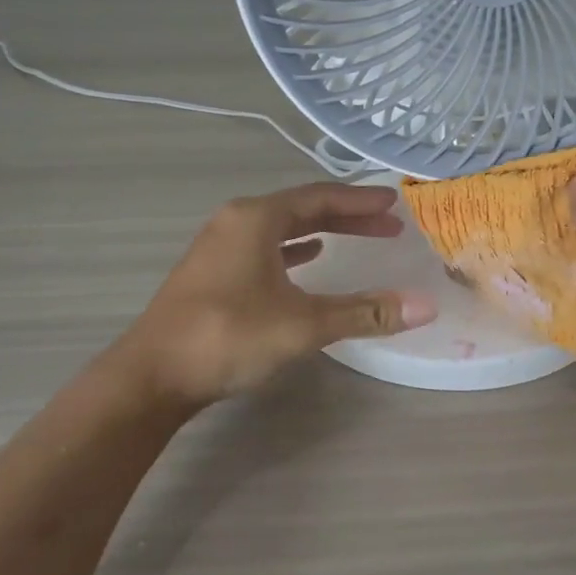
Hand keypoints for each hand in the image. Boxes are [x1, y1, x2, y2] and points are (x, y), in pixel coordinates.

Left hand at [115, 182, 436, 413]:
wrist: (150, 377)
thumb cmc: (228, 337)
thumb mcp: (303, 324)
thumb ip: (364, 312)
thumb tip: (425, 306)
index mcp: (256, 218)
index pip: (320, 197)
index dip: (361, 200)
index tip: (394, 202)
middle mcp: (236, 221)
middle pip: (302, 208)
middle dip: (347, 215)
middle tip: (388, 224)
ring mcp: (219, 246)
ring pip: (282, 227)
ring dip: (322, 230)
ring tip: (358, 236)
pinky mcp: (212, 272)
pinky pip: (264, 247)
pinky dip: (293, 249)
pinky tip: (309, 258)